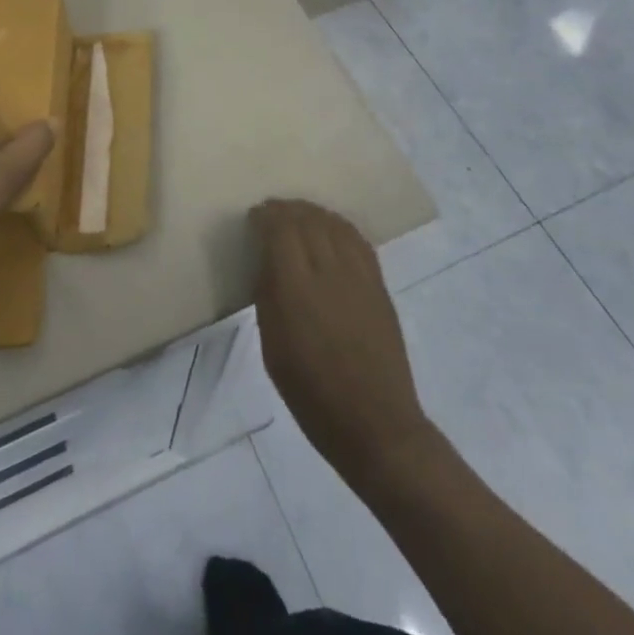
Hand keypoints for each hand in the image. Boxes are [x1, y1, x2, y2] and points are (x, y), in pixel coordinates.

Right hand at [252, 199, 434, 479]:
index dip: (266, 216)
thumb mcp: (273, 348)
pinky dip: (338, 226)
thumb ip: (268, 297)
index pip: (280, 230)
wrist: (376, 424)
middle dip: (286, 210)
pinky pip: (356, 239)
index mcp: (296, 289)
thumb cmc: (312, 394)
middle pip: (307, 219)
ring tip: (298, 216)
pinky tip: (330, 230)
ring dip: (312, 213)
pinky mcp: (379, 284)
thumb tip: (267, 262)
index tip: (254, 217)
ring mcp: (359, 275)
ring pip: (333, 223)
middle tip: (271, 213)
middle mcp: (328, 271)